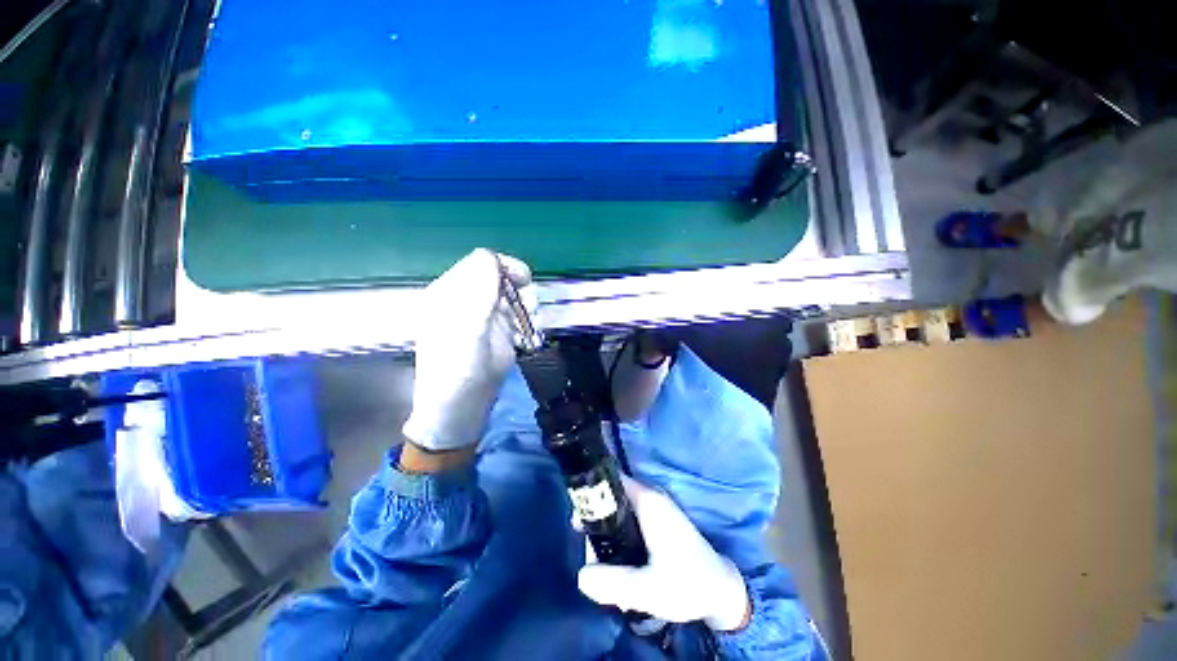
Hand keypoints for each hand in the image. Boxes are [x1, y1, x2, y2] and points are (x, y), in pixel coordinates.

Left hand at [402, 249, 534, 451]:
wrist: (462, 407)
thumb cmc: (458, 368)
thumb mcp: (467, 329)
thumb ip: (479, 291)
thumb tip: (491, 256)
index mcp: (451, 292)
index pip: (480, 263)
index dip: (504, 266)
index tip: (523, 280)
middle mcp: (470, 300)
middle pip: (503, 277)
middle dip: (520, 288)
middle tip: (527, 307)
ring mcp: (488, 315)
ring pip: (516, 294)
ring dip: (528, 305)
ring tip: (528, 325)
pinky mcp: (502, 331)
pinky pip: (522, 314)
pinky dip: (529, 321)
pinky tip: (527, 336)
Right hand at [577, 476, 751, 631]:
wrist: (721, 590)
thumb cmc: (687, 585)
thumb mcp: (649, 589)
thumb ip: (613, 582)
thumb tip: (580, 575)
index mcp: (648, 501)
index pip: (612, 480)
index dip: (591, 492)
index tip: (575, 515)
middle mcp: (650, 496)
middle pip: (612, 494)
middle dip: (596, 517)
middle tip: (586, 545)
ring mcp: (654, 506)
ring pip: (619, 506)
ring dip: (606, 527)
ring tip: (599, 557)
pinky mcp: (657, 519)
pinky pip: (628, 515)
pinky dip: (617, 530)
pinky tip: (615, 556)